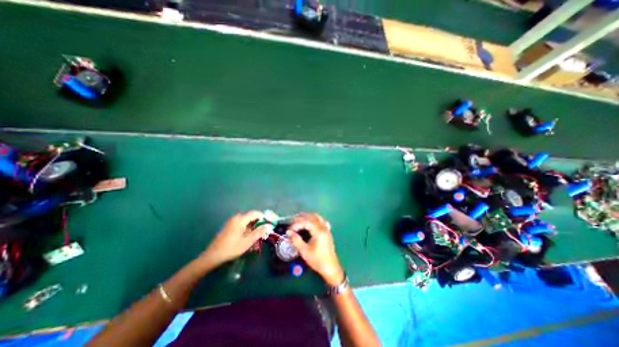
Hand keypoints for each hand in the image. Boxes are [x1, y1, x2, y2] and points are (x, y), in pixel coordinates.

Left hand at [198, 210, 265, 265]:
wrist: (212, 256)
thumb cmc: (231, 248)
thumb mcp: (247, 242)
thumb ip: (258, 233)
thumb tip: (268, 226)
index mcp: (240, 219)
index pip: (255, 213)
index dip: (264, 216)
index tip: (269, 222)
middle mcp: (236, 217)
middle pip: (251, 216)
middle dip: (259, 221)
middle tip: (264, 230)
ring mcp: (232, 221)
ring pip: (247, 220)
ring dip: (253, 225)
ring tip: (257, 234)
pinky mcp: (230, 226)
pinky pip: (242, 223)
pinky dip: (248, 227)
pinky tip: (248, 235)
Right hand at [285, 213, 343, 285]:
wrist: (330, 268)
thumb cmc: (317, 261)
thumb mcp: (304, 251)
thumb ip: (296, 240)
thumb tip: (288, 232)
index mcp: (319, 231)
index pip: (305, 221)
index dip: (296, 224)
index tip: (289, 230)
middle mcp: (323, 227)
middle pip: (311, 216)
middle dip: (300, 218)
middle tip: (291, 224)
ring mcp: (326, 228)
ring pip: (316, 216)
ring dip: (307, 217)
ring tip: (298, 221)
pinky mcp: (327, 231)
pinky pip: (320, 220)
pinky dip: (314, 219)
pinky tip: (309, 223)